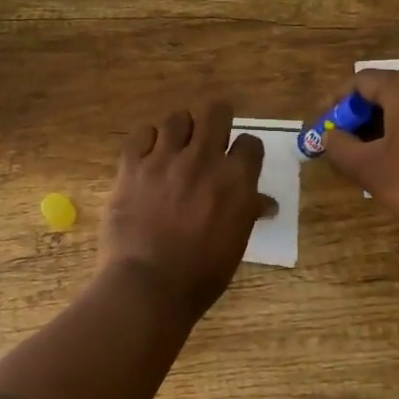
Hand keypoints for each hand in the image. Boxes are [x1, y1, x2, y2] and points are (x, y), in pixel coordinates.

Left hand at [99, 100, 277, 319]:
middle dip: (216, 121)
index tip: (237, 160)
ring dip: (181, 130)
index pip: (250, 142)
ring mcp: (165, 159)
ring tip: (176, 148)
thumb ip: (248, 213)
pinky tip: (148, 156)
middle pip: (216, 112)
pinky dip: (147, 140)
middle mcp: (203, 159)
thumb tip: (266, 203)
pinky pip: (142, 133)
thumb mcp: (235, 244)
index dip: (244, 150)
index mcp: (236, 180)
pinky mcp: (132, 165)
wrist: (148, 285)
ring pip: (177, 118)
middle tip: (209, 139)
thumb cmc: (201, 274)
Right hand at [316, 70, 398, 244]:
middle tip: (342, 145)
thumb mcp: (371, 170)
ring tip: (368, 158)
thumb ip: (341, 149)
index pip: (359, 81)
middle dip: (358, 118)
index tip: (320, 128)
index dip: (334, 103)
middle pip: (385, 92)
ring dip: (383, 129)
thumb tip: (330, 137)